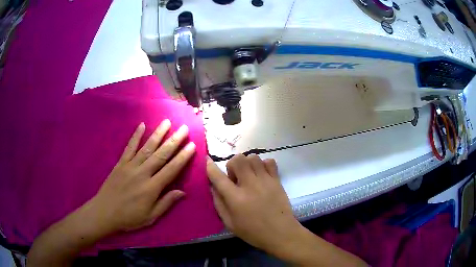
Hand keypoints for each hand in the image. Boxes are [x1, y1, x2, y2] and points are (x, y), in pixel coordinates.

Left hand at [88, 120, 195, 234]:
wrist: (105, 212)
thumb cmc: (129, 217)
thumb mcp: (151, 217)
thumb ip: (166, 203)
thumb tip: (182, 192)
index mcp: (152, 188)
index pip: (171, 169)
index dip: (183, 157)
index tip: (192, 145)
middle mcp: (142, 173)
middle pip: (161, 155)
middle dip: (174, 141)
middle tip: (184, 128)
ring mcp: (130, 166)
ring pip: (147, 147)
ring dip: (158, 134)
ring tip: (167, 122)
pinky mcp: (120, 163)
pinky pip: (129, 147)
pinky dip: (135, 136)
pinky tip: (142, 125)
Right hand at [206, 154, 301, 253]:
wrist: (280, 233)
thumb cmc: (253, 232)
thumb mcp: (229, 223)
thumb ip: (219, 203)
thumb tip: (213, 187)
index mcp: (236, 198)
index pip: (218, 177)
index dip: (210, 167)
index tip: (208, 161)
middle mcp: (250, 185)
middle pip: (238, 160)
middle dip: (232, 164)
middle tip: (235, 178)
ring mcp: (265, 181)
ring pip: (253, 157)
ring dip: (247, 163)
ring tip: (249, 175)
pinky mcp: (277, 180)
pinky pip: (269, 161)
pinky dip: (263, 164)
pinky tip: (261, 175)